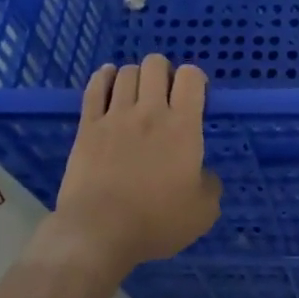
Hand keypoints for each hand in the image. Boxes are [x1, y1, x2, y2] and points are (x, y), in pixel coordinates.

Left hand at [43, 56, 221, 277]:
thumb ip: (210, 184)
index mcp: (183, 127)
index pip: (191, 77)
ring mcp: (116, 116)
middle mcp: (150, 112)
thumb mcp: (203, 211)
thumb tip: (204, 174)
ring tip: (137, 92)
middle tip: (165, 94)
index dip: (195, 78)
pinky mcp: (88, 126)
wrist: (99, 232)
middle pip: (156, 65)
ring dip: (136, 76)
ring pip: (126, 72)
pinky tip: (108, 79)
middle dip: (164, 72)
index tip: (195, 97)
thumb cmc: (156, 222)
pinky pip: (95, 88)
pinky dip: (104, 78)